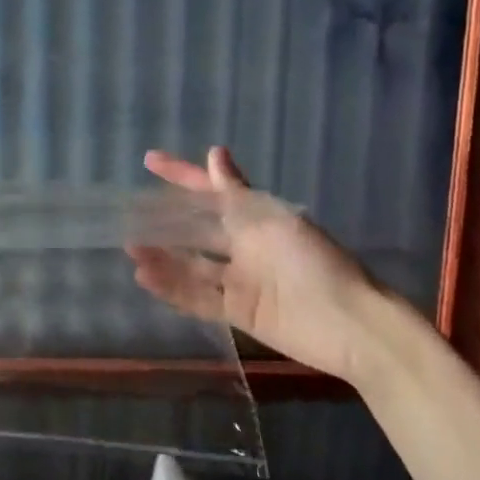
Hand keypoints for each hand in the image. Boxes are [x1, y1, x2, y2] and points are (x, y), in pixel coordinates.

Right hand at [127, 146, 388, 385]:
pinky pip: (198, 297)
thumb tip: (214, 154)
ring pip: (191, 264)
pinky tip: (145, 279)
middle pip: (196, 228)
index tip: (150, 161)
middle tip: (128, 216)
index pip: (211, 190)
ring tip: (131, 248)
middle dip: (164, 222)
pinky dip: (172, 288)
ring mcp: (240, 280)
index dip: (182, 175)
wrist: (351, 325)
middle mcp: (244, 245)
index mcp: (256, 218)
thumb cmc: (315, 263)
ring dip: (162, 256)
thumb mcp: (273, 221)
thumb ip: (237, 194)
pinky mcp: (238, 311)